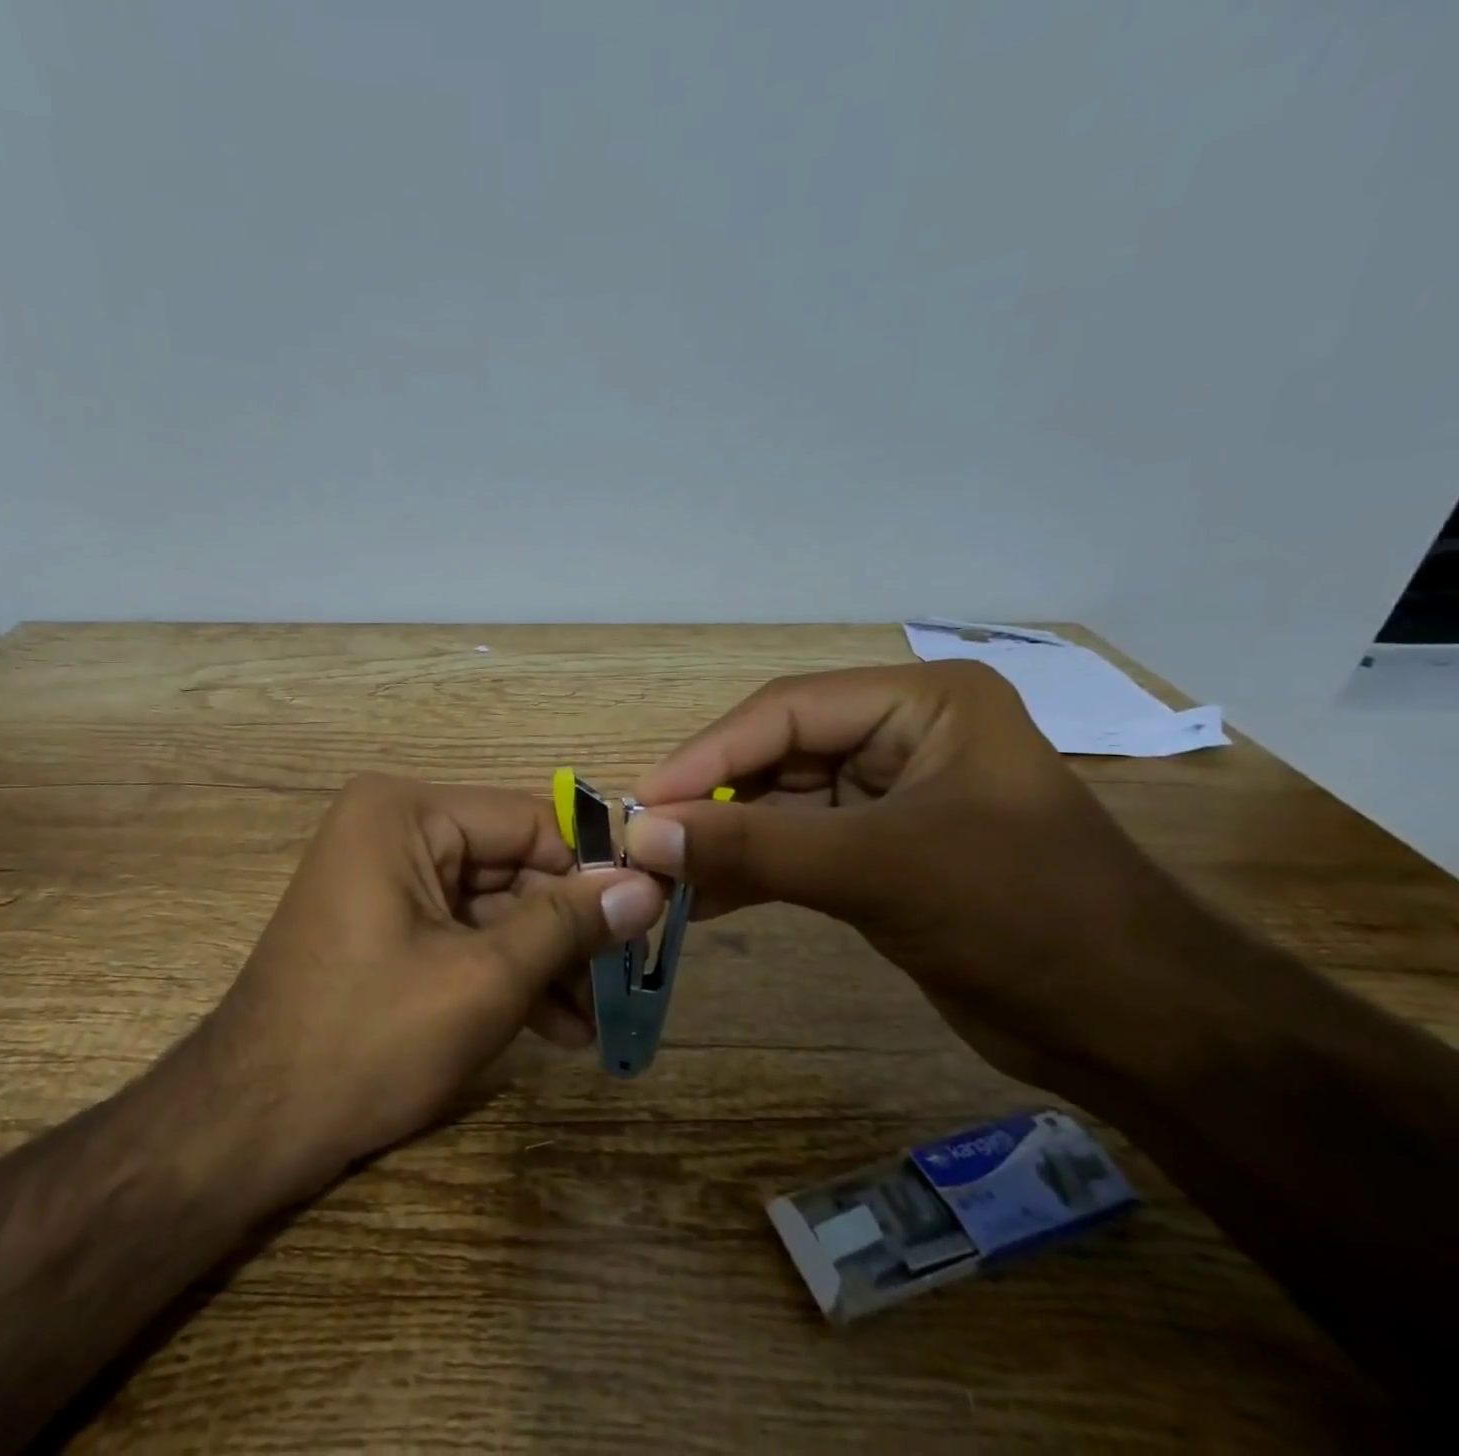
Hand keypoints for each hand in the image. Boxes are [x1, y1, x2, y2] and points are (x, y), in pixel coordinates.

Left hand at [205, 773, 663, 1181]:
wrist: (246, 1128)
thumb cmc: (366, 1039)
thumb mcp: (483, 979)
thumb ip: (568, 924)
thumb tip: (648, 885)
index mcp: (406, 812)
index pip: (529, 822)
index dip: (593, 869)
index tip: (649, 917)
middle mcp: (394, 828)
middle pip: (512, 865)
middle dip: (567, 929)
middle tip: (626, 981)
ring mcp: (386, 876)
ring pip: (493, 905)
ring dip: (544, 960)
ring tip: (593, 1022)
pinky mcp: (386, 923)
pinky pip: (461, 932)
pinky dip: (504, 973)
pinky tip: (553, 1026)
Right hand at [624, 661, 1222, 1095]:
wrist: (1142, 1033)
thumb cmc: (1026, 919)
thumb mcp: (880, 871)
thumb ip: (754, 848)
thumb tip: (643, 835)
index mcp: (921, 702)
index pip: (785, 712)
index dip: (707, 757)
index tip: (641, 803)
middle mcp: (901, 734)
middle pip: (775, 754)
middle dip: (710, 801)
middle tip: (642, 842)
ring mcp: (890, 794)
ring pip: (778, 804)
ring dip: (722, 840)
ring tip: (660, 874)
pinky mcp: (880, 850)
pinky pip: (796, 847)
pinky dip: (750, 871)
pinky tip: (701, 899)